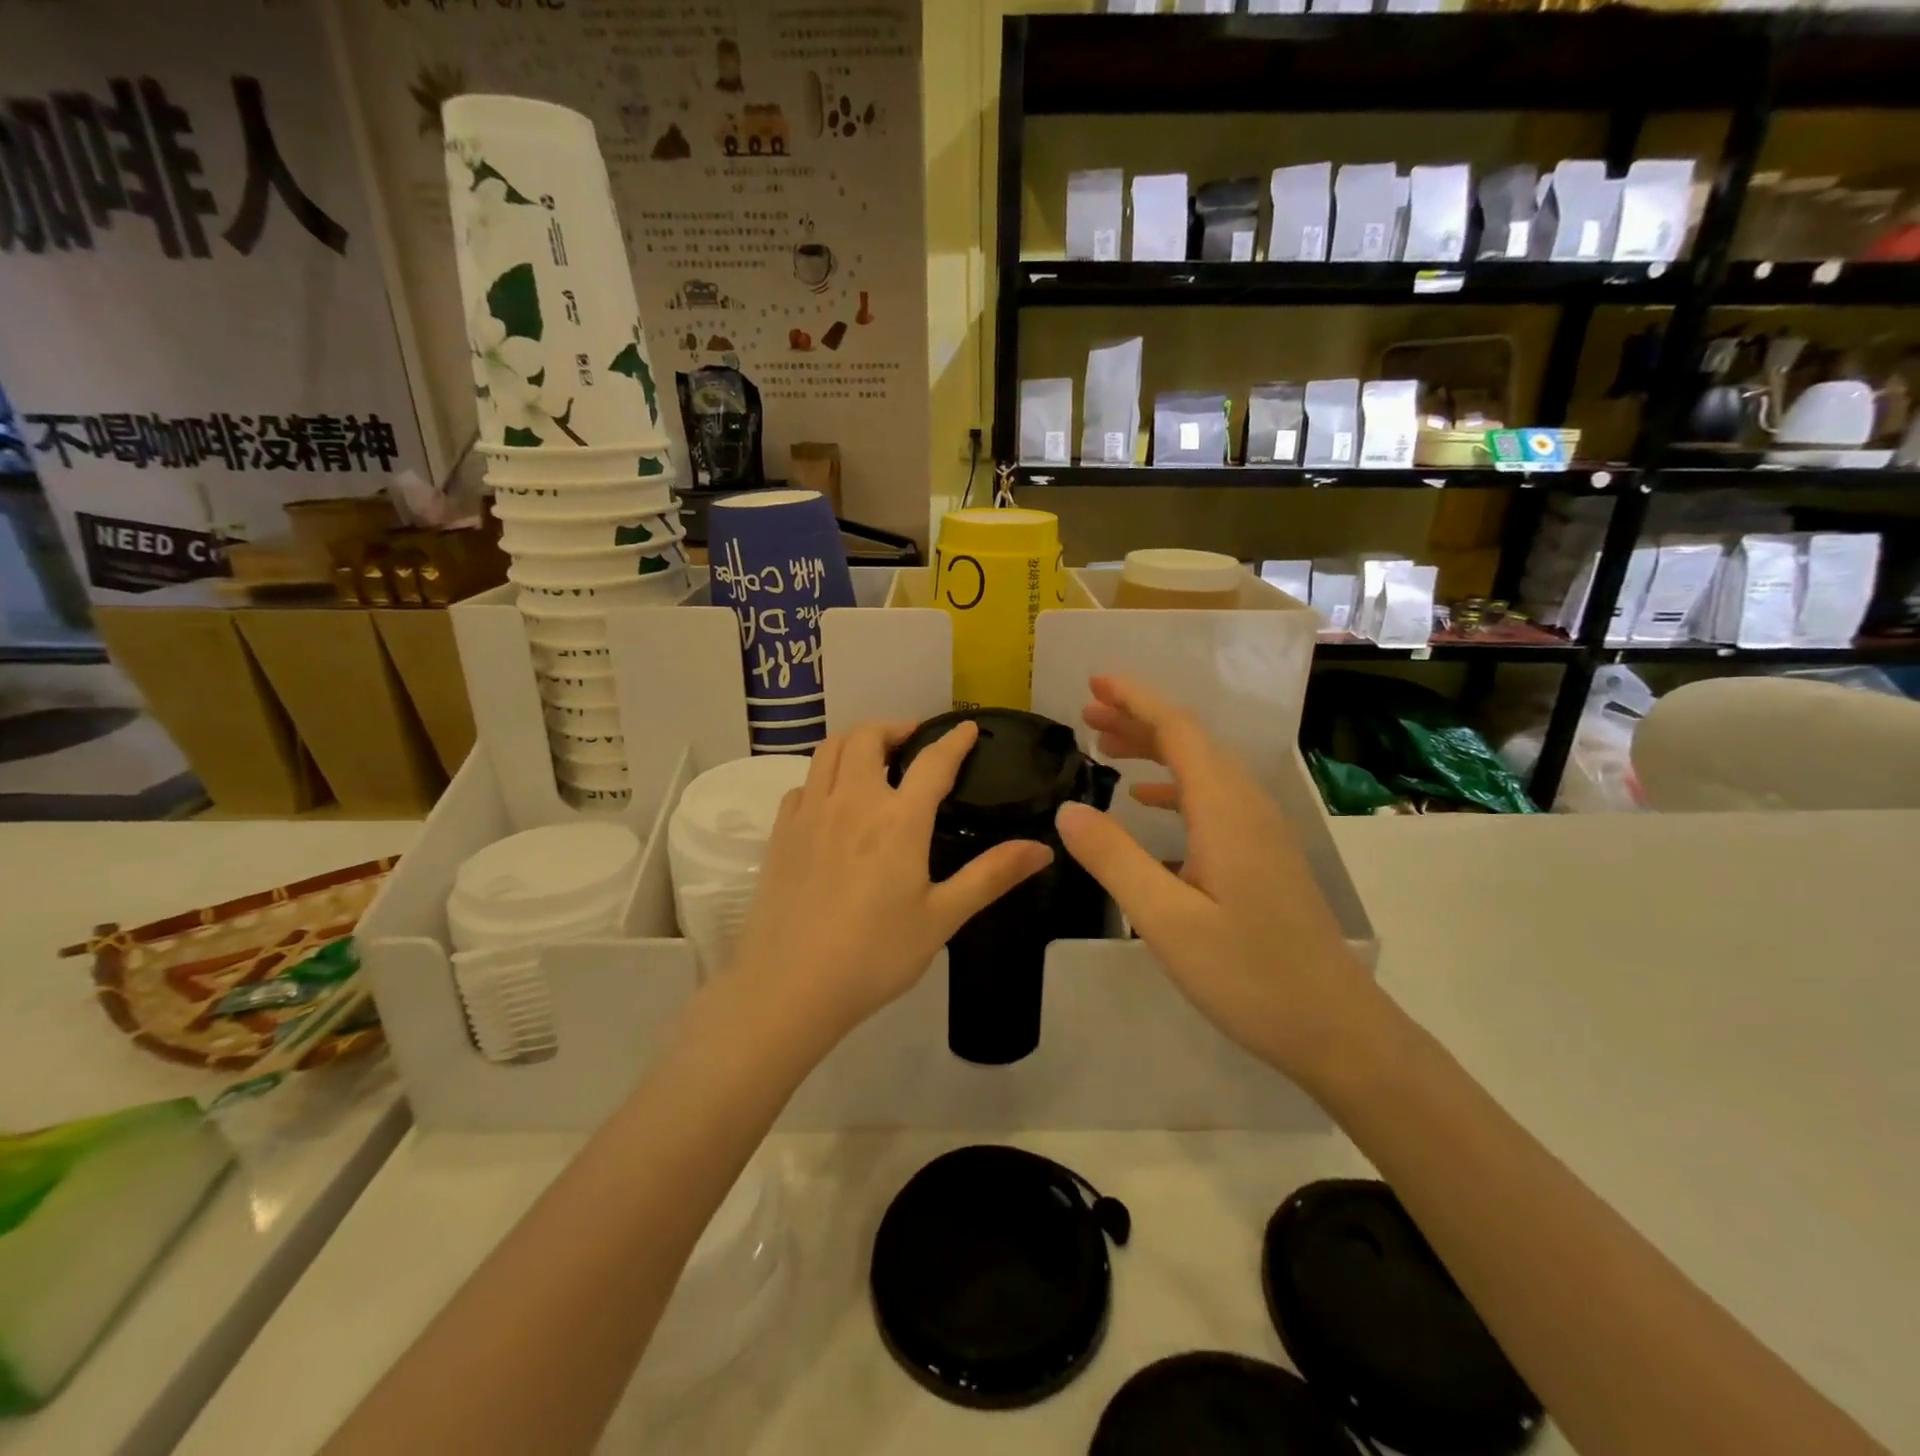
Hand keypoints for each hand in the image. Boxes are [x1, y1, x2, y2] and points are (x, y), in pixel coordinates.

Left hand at [733, 720, 1053, 1041]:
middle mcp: (852, 801)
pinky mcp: (781, 832)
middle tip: (913, 739)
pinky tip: (833, 800)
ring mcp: (810, 813)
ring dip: (856, 741)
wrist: (791, 987)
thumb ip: (991, 876)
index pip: (933, 762)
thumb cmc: (875, 954)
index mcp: (898, 819)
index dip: (954, 740)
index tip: (967, 727)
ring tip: (874, 757)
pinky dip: (824, 776)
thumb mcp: (942, 917)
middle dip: (895, 727)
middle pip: (868, 737)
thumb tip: (1043, 849)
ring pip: (829, 750)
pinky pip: (803, 784)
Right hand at [1054, 676, 1379, 1089]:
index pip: (1178, 730)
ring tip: (1106, 748)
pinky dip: (1174, 786)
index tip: (1095, 681)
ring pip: (1201, 768)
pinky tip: (1147, 803)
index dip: (1135, 700)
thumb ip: (1114, 859)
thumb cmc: (1248, 975)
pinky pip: (1212, 798)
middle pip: (1190, 741)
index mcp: (1225, 808)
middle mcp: (1247, 805)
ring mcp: (1260, 829)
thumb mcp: (1166, 920)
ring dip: (1154, 750)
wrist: (1334, 1027)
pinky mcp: (1262, 853)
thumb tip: (1067, 809)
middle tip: (1086, 712)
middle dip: (1138, 718)